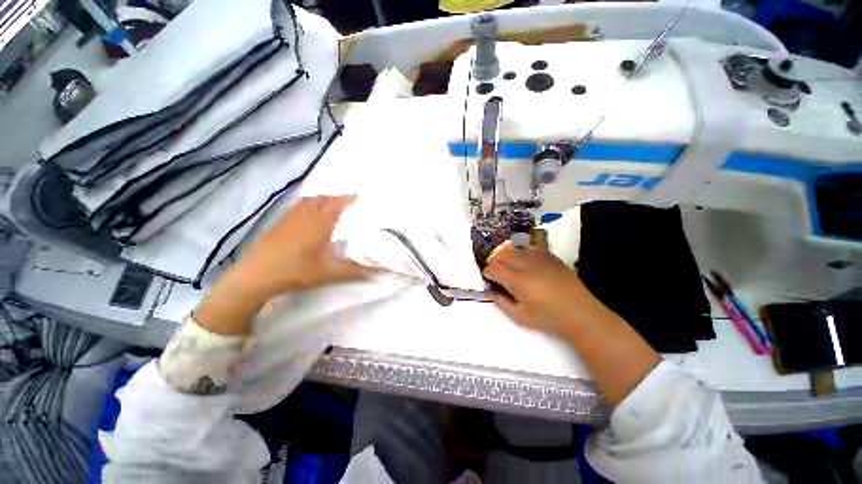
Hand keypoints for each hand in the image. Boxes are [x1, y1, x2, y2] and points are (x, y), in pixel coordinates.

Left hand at [195, 195, 375, 334]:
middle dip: (335, 197)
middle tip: (346, 201)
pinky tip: (307, 214)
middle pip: (322, 199)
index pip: (336, 204)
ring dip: (321, 199)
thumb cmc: (297, 271)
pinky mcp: (278, 223)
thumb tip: (383, 272)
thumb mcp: (331, 273)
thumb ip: (357, 271)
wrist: (257, 276)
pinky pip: (296, 206)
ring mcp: (289, 218)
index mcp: (320, 224)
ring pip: (308, 201)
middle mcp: (305, 216)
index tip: (357, 196)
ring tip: (329, 204)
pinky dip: (307, 204)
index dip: (347, 199)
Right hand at [484, 242, 661, 408]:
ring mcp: (539, 257)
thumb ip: (501, 302)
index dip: (487, 272)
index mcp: (518, 281)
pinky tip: (525, 263)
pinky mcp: (550, 255)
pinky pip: (529, 248)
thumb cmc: (548, 318)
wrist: (580, 313)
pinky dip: (522, 254)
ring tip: (509, 266)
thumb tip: (490, 290)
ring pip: (514, 248)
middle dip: (494, 261)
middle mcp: (527, 264)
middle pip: (501, 254)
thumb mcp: (519, 317)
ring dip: (507, 256)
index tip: (489, 278)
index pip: (493, 268)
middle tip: (496, 271)